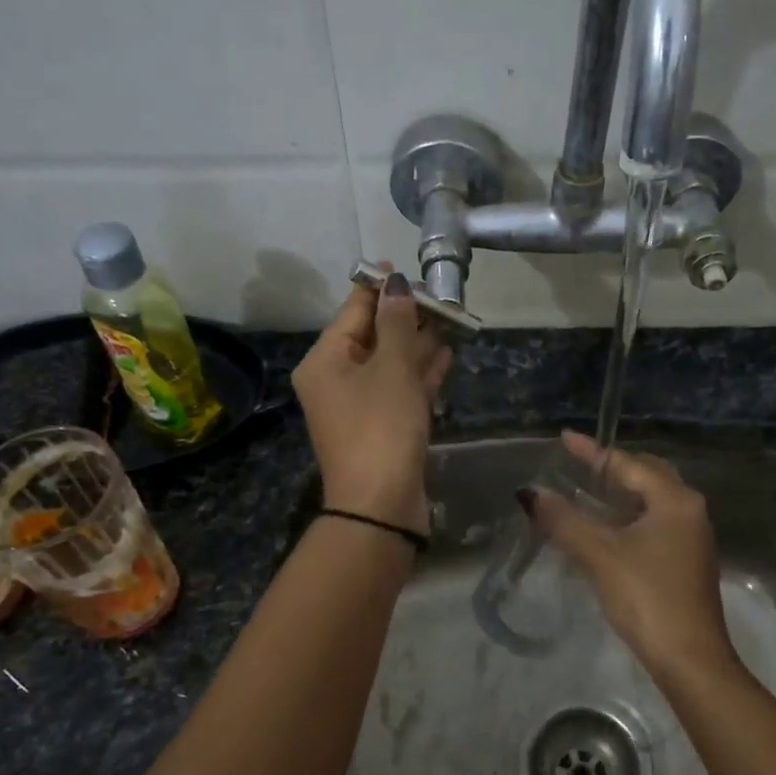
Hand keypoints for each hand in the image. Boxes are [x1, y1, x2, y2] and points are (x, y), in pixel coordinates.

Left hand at [293, 266, 452, 536]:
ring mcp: (359, 406)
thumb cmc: (381, 426)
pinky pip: (400, 388)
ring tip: (450, 319)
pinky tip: (446, 354)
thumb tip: (396, 285)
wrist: (381, 505)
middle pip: (372, 336)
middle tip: (439, 295)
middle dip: (405, 316)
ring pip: (390, 363)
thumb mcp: (391, 368)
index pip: (352, 310)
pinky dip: (421, 372)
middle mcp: (336, 380)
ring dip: (417, 343)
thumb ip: (397, 323)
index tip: (405, 268)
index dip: (379, 287)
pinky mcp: (382, 427)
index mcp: (325, 360)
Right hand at [529, 430, 737, 679]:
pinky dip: (631, 515)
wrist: (691, 659)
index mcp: (674, 500)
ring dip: (623, 492)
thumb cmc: (647, 597)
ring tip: (589, 490)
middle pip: (648, 475)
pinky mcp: (688, 561)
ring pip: (654, 500)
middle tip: (579, 464)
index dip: (593, 452)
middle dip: (614, 467)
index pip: (627, 464)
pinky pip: (657, 521)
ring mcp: (692, 537)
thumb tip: (531, 493)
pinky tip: (609, 527)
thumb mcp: (600, 555)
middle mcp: (689, 510)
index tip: (565, 437)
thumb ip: (564, 520)